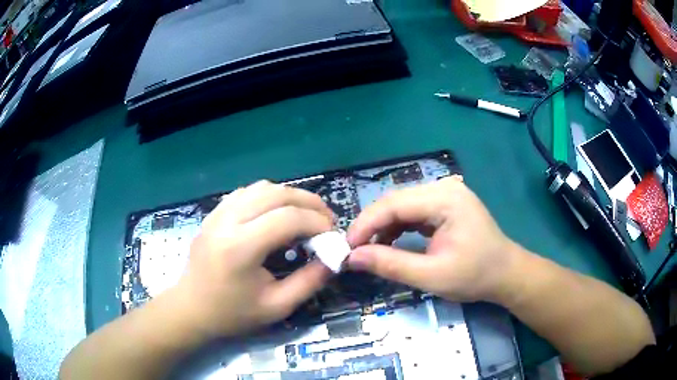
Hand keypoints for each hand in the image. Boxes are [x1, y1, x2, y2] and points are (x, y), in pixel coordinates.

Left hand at [172, 180, 333, 338]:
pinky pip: (246, 192)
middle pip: (276, 193)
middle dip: (309, 202)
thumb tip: (333, 258)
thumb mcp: (277, 307)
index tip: (332, 234)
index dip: (317, 221)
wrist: (191, 308)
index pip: (287, 218)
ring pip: (261, 187)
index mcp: (240, 247)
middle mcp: (227, 221)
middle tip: (326, 219)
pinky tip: (276, 214)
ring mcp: (218, 213)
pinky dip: (269, 197)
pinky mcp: (214, 213)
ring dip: (290, 196)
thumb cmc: (232, 313)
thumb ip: (310, 282)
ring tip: (305, 215)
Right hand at [346, 176, 520, 302]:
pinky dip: (397, 227)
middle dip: (371, 226)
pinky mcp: (445, 204)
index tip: (346, 248)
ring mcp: (446, 194)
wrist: (505, 274)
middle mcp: (443, 188)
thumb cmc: (475, 276)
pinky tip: (389, 242)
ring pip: (402, 205)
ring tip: (369, 250)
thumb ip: (391, 265)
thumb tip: (352, 258)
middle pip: (396, 201)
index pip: (394, 204)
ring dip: (383, 226)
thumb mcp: (432, 276)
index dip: (366, 225)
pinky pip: (413, 211)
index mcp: (445, 199)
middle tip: (353, 250)